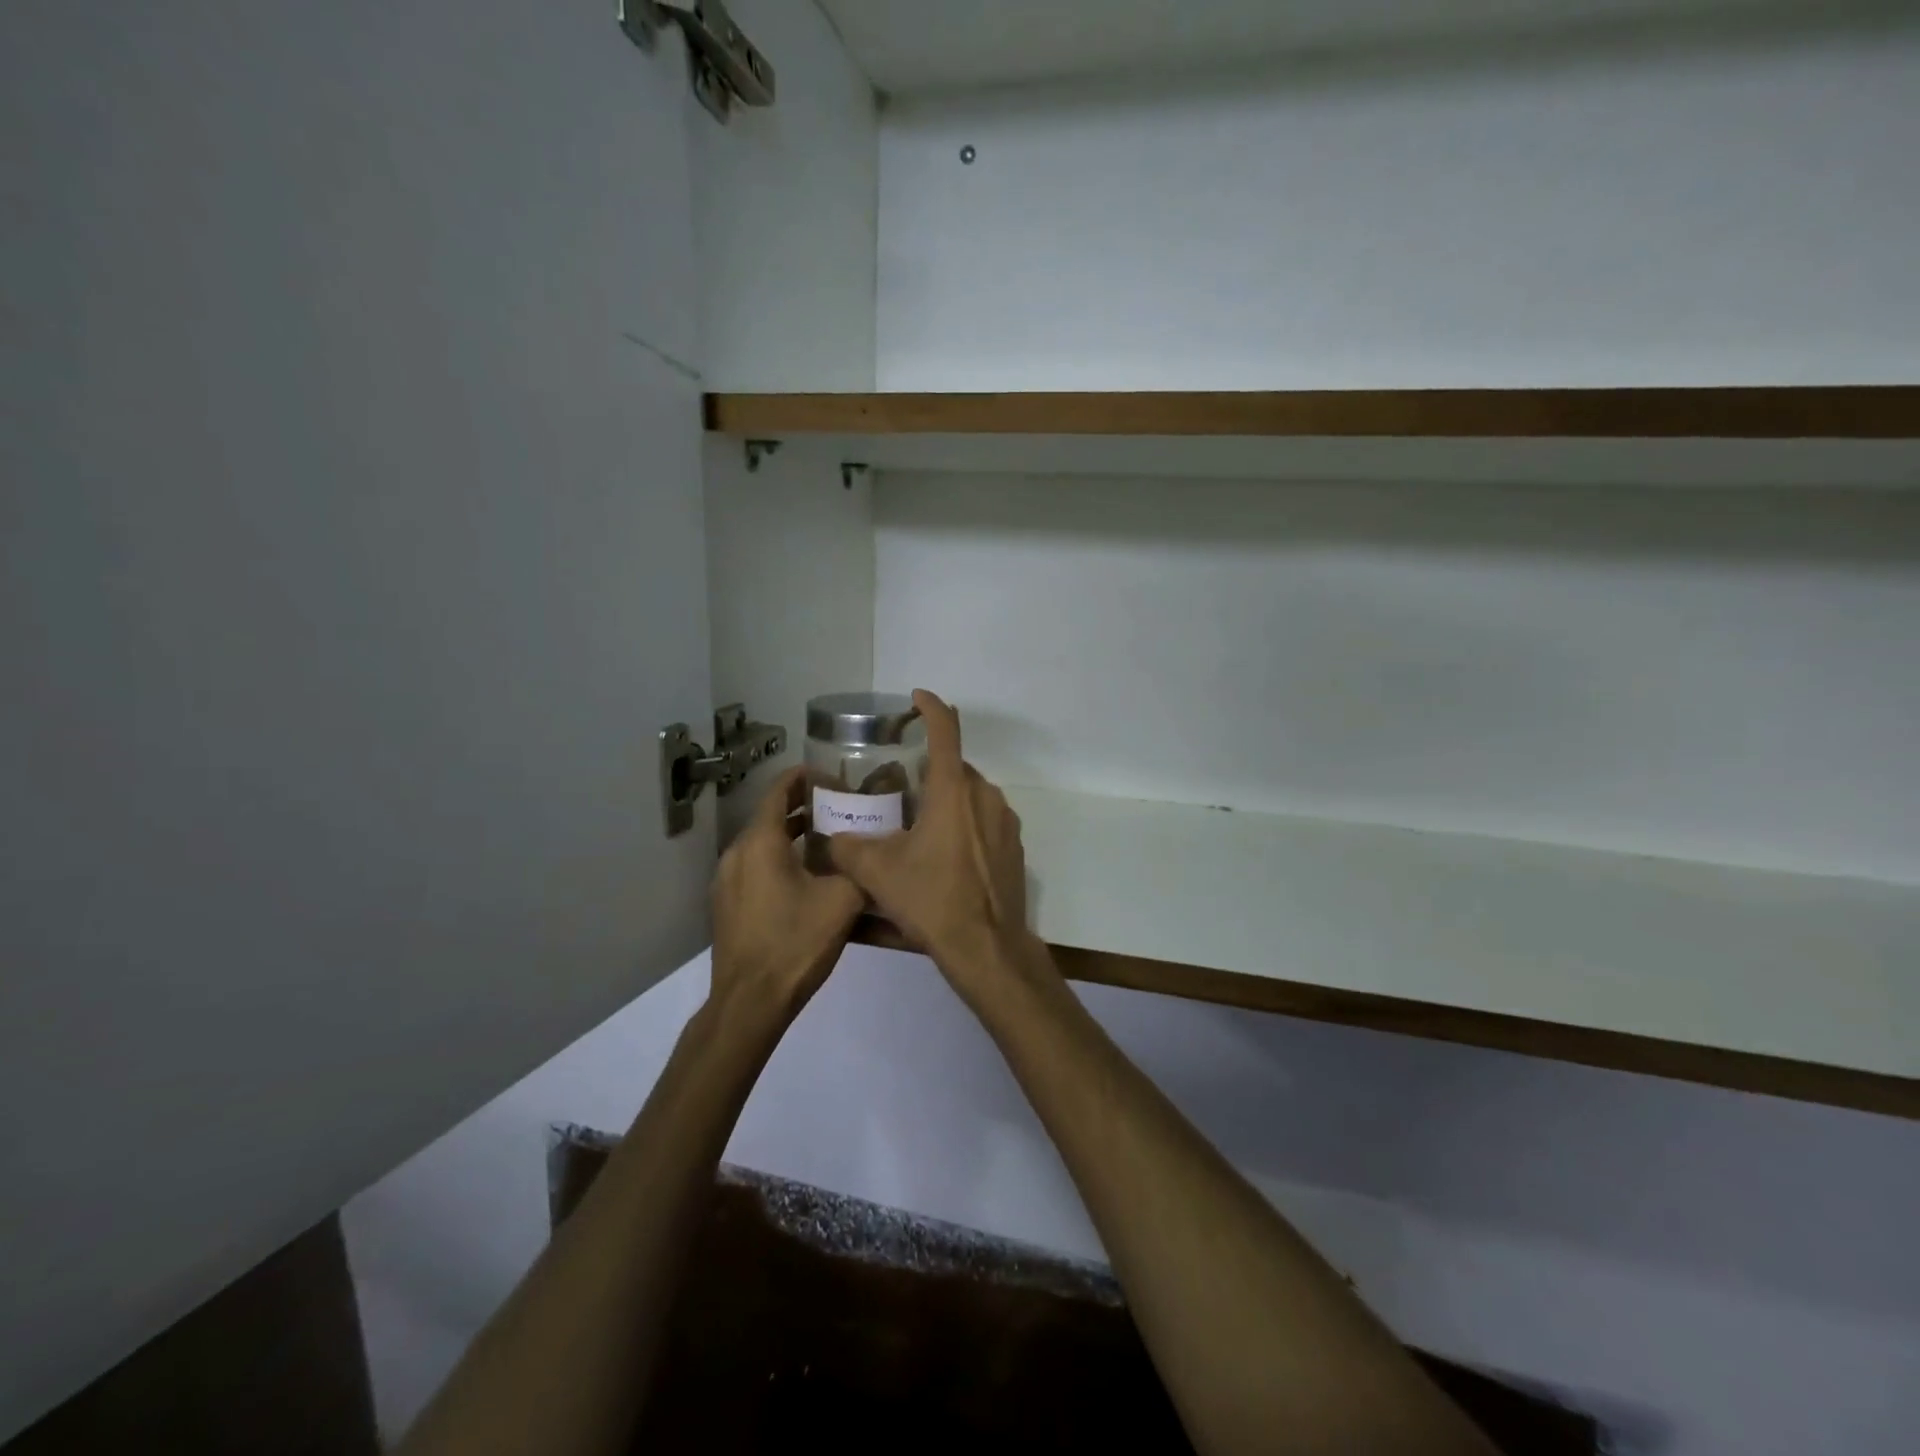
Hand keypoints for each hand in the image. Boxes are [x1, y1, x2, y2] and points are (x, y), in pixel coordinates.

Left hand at [710, 766, 864, 1028]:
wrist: (750, 1001)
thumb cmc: (795, 942)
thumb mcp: (842, 901)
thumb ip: (858, 866)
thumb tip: (869, 851)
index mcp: (761, 842)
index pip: (781, 789)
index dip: (807, 778)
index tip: (836, 778)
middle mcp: (737, 852)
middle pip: (771, 814)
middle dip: (805, 807)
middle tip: (842, 809)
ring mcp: (726, 879)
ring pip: (763, 842)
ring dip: (793, 834)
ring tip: (829, 840)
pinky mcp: (727, 903)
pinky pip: (755, 865)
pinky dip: (779, 858)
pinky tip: (807, 877)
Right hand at [827, 691, 1041, 994]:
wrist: (987, 947)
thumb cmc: (932, 899)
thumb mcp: (878, 873)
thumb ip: (848, 848)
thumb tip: (833, 839)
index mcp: (954, 790)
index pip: (945, 731)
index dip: (930, 708)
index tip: (916, 698)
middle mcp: (985, 796)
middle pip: (955, 768)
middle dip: (928, 771)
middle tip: (900, 790)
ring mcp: (1005, 821)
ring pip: (971, 795)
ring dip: (947, 800)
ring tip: (919, 826)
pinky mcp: (1014, 847)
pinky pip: (985, 820)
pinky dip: (965, 824)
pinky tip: (945, 855)